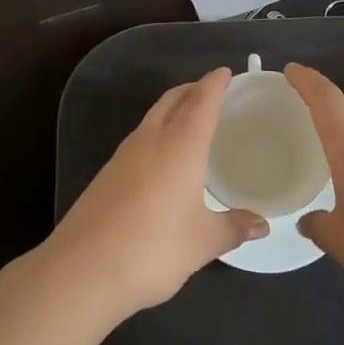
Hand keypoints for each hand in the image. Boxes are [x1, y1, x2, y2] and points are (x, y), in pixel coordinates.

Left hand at [45, 67, 266, 320]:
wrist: (81, 271)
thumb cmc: (153, 249)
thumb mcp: (203, 242)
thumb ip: (233, 228)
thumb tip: (262, 225)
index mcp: (180, 146)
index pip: (201, 102)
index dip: (214, 84)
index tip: (225, 72)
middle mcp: (150, 141)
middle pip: (171, 101)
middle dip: (191, 90)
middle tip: (211, 91)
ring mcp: (122, 157)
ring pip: (151, 118)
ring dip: (171, 110)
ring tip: (190, 121)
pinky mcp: (105, 176)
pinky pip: (138, 140)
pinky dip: (156, 134)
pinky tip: (162, 159)